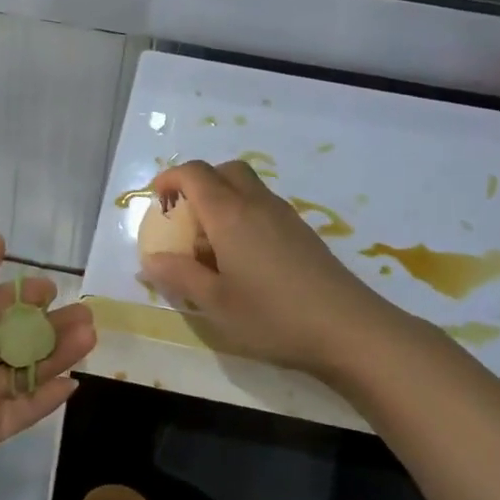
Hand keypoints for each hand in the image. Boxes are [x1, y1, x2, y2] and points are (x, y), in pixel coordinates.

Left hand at [0, 236, 94, 485]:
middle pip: (10, 338)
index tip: (50, 288)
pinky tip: (75, 382)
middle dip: (47, 325)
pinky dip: (47, 398)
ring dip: (56, 354)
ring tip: (90, 335)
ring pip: (22, 371)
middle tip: (83, 314)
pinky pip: (22, 410)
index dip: (17, 295)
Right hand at [140, 160, 403, 377]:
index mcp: (230, 214)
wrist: (349, 329)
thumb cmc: (273, 316)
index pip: (195, 173)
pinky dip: (244, 217)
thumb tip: (150, 260)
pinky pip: (264, 208)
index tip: (156, 200)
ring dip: (223, 200)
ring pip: (248, 188)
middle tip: (184, 217)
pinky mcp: (303, 233)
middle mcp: (257, 204)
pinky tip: (244, 259)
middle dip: (199, 183)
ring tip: (210, 245)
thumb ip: (179, 276)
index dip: (170, 179)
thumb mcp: (216, 303)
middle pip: (225, 170)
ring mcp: (285, 216)